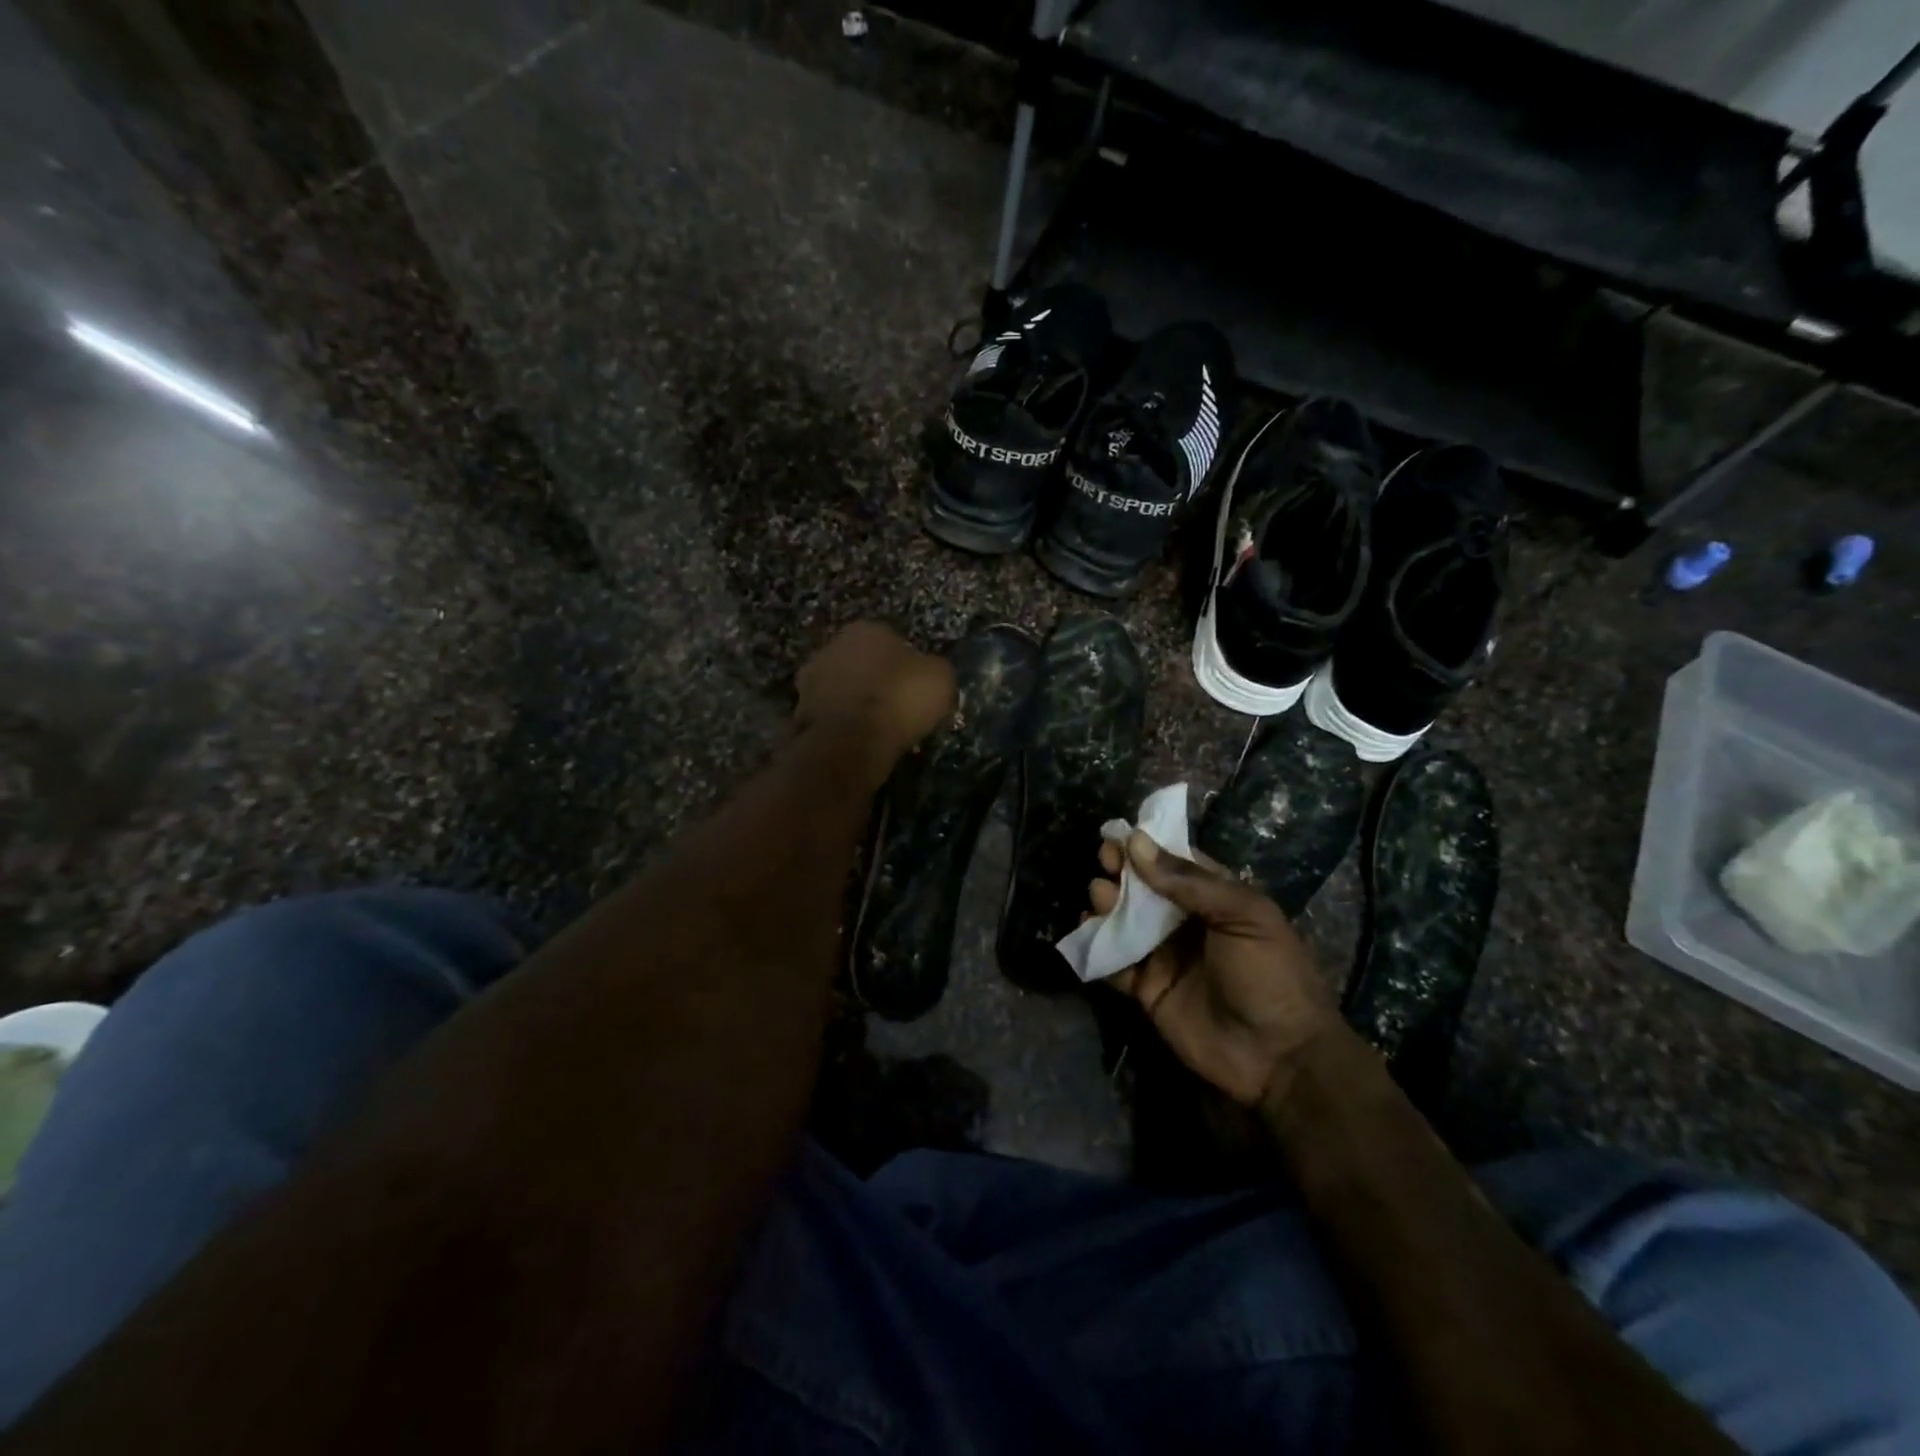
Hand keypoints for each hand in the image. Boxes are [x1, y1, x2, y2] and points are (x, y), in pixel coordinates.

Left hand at [795, 622, 955, 787]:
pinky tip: (857, 742)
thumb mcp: (940, 678)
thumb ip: (934, 668)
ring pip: (842, 689)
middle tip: (895, 707)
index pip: (891, 640)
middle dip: (875, 681)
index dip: (906, 665)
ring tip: (876, 729)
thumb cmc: (899, 699)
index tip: (914, 688)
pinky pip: (830, 715)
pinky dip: (842, 725)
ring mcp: (810, 679)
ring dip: (855, 703)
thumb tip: (929, 672)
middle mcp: (832, 645)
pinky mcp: (799, 711)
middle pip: (861, 662)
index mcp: (866, 629)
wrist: (851, 741)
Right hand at [1091, 833, 1346, 1107]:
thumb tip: (1136, 842)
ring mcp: (1163, 956)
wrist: (1279, 1057)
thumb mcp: (1243, 915)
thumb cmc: (1269, 974)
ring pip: (1124, 920)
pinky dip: (1097, 945)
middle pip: (1143, 888)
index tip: (1118, 837)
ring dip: (1107, 903)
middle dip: (1120, 872)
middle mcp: (1185, 922)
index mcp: (1214, 898)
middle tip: (1104, 864)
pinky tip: (1086, 929)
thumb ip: (1188, 881)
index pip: (1173, 862)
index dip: (1146, 848)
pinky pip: (1114, 962)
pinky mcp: (1146, 989)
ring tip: (1100, 896)